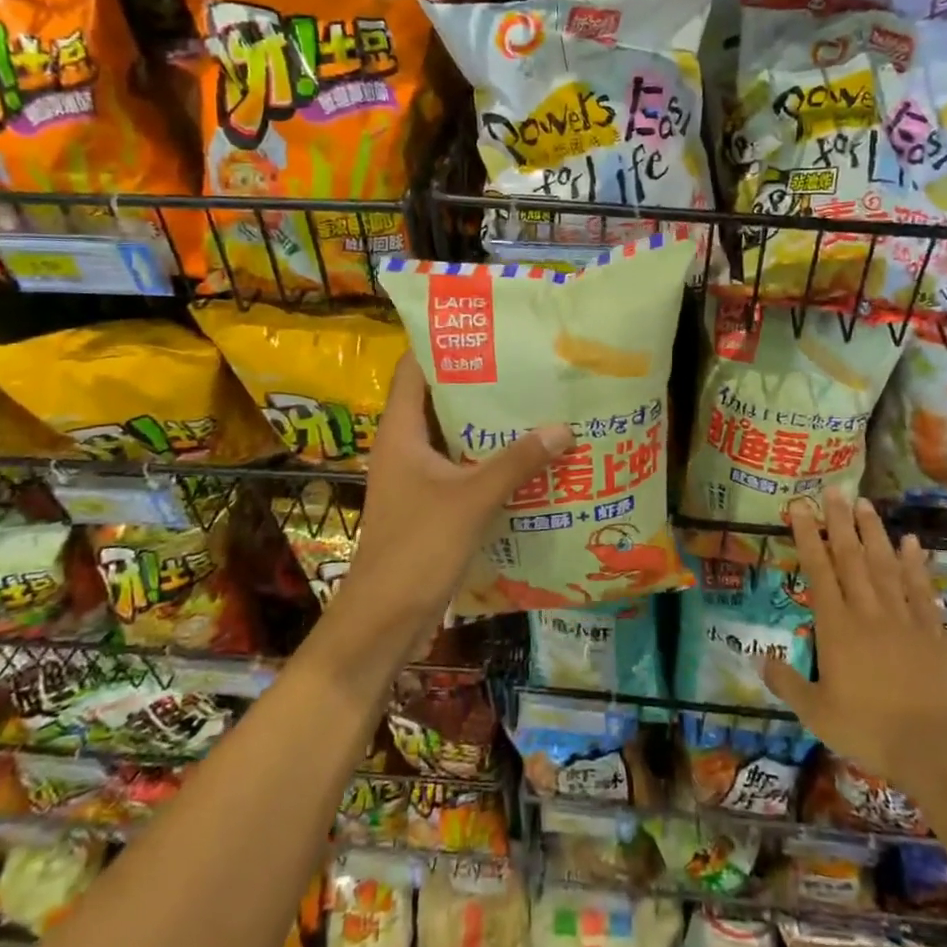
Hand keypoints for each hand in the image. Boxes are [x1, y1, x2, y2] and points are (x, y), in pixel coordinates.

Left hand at [330, 354, 571, 651]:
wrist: (383, 620)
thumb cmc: (417, 548)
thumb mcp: (471, 499)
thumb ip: (516, 462)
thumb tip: (563, 427)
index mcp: (400, 432)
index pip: (413, 368)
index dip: (442, 342)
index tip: (485, 326)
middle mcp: (404, 447)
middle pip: (438, 398)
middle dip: (478, 381)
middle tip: (524, 363)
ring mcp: (415, 477)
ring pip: (452, 435)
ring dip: (486, 423)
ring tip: (533, 402)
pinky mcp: (428, 504)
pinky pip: (461, 467)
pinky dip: (487, 458)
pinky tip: (525, 456)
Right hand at [760, 487, 946, 779]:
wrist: (934, 749)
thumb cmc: (868, 731)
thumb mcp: (816, 713)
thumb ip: (787, 683)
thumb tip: (759, 657)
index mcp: (836, 628)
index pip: (818, 571)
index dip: (807, 536)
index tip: (799, 506)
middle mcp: (867, 612)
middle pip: (851, 558)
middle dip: (839, 522)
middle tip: (833, 490)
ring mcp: (902, 619)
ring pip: (884, 566)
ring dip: (873, 533)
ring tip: (865, 504)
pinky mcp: (931, 631)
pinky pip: (920, 590)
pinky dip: (915, 564)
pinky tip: (911, 542)